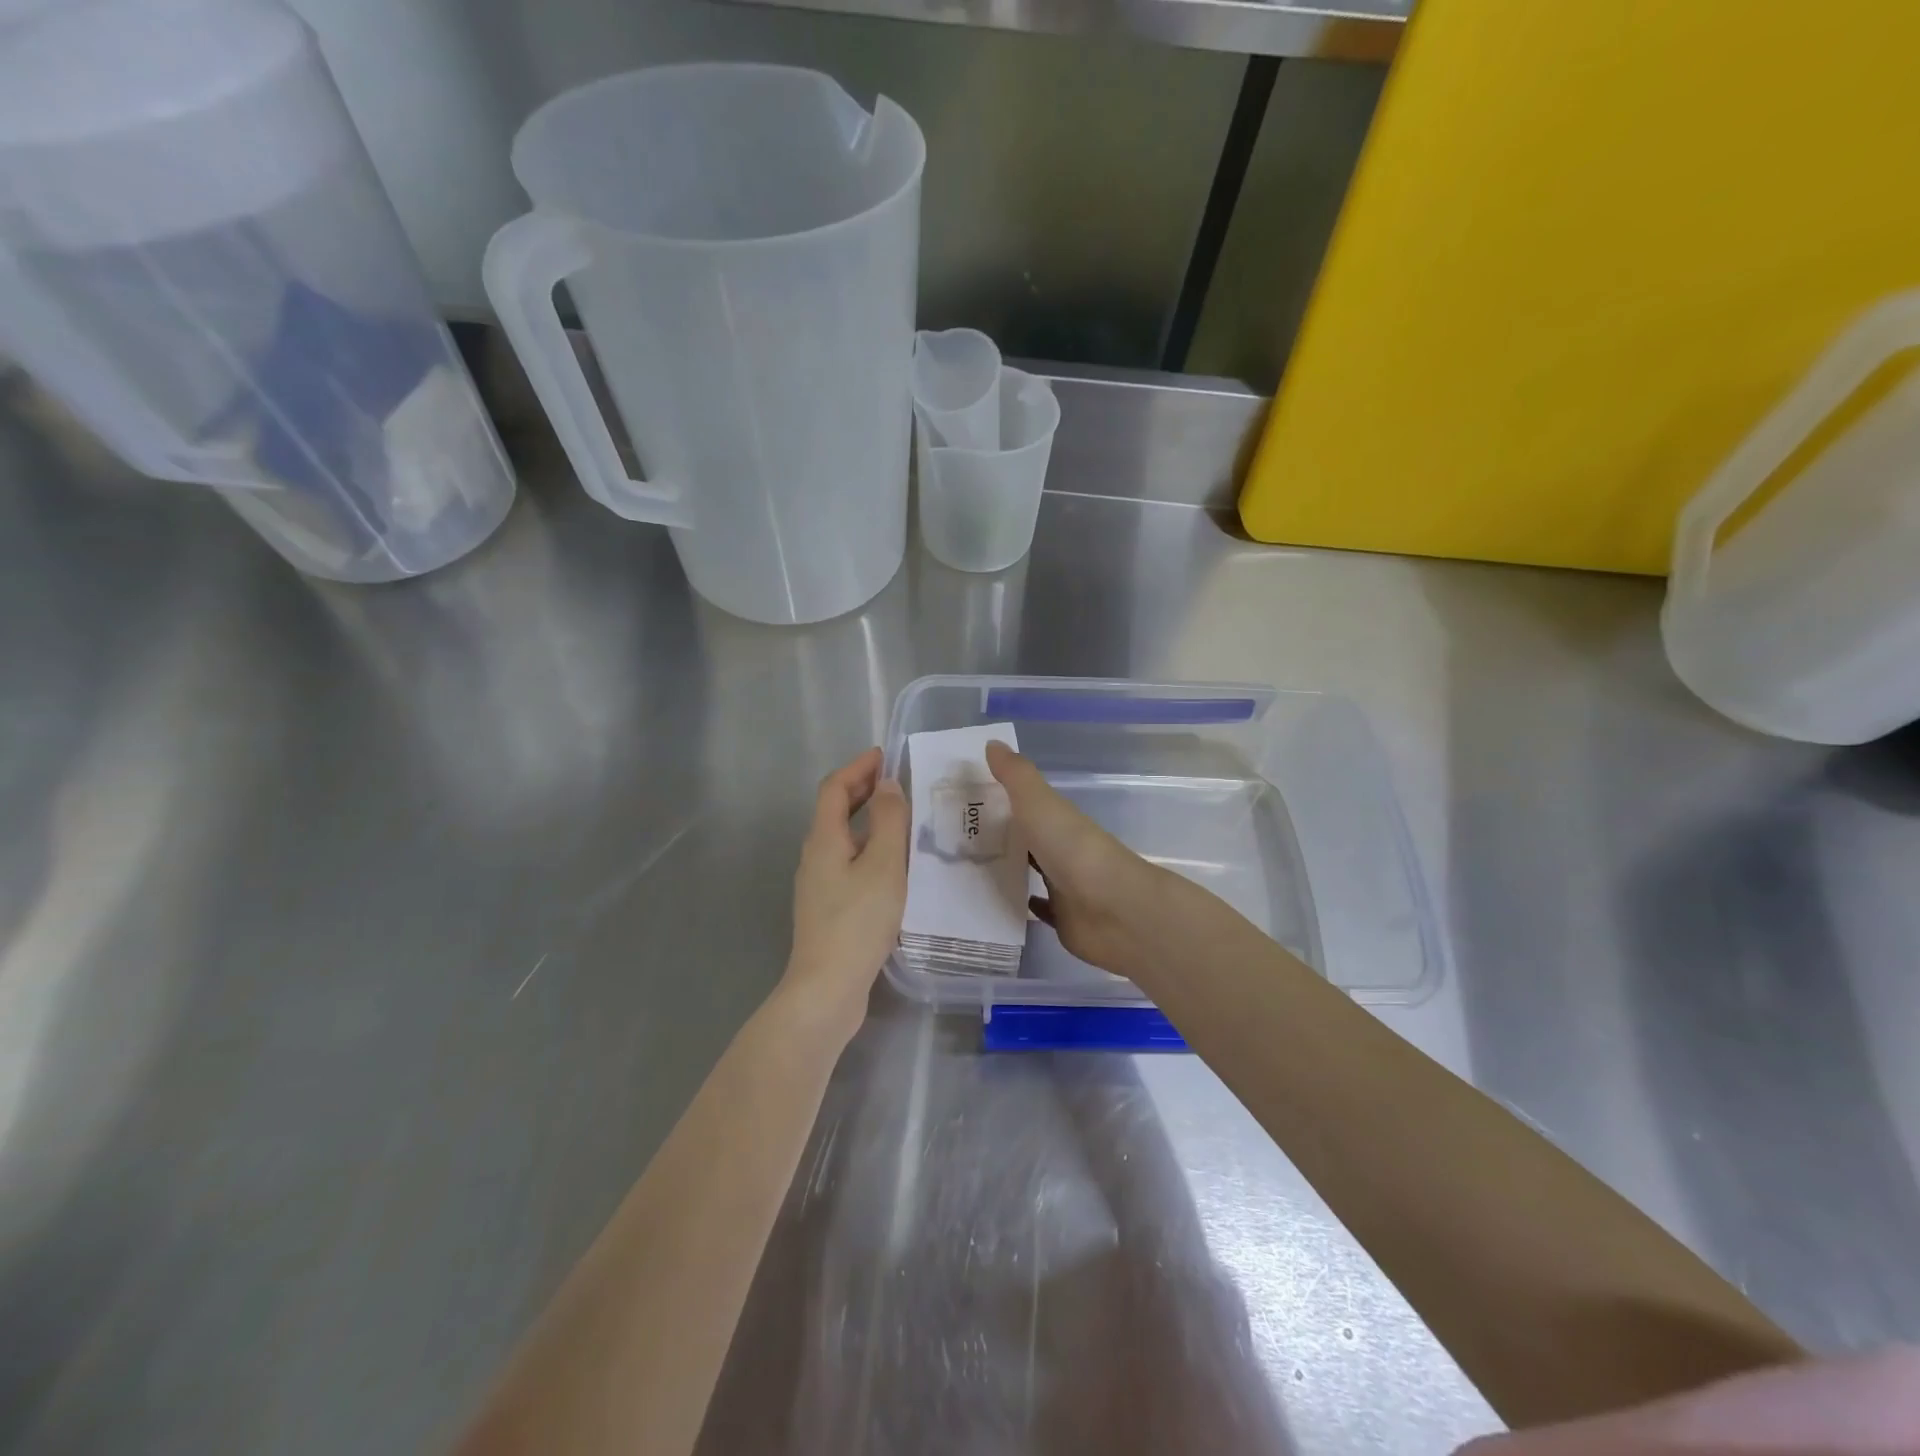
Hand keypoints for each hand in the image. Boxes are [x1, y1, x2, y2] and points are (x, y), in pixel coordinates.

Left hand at [779, 748, 908, 1040]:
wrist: (827, 988)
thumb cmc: (858, 921)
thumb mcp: (884, 865)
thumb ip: (889, 821)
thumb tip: (887, 785)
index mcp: (824, 839)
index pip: (834, 788)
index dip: (857, 767)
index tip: (883, 755)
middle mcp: (815, 856)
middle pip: (834, 811)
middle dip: (862, 790)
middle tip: (895, 782)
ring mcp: (818, 884)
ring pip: (842, 839)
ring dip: (868, 821)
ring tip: (903, 821)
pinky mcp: (827, 908)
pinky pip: (848, 863)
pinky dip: (869, 849)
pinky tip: (893, 866)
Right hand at [985, 740, 1165, 976]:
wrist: (1115, 910)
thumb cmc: (1073, 850)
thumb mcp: (1039, 804)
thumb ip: (1015, 776)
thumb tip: (992, 743)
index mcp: (1059, 821)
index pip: (1026, 806)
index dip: (999, 802)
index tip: (963, 803)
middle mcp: (1062, 850)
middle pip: (1027, 840)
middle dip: (998, 838)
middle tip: (953, 840)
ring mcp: (1065, 887)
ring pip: (1032, 873)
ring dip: (1008, 870)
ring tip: (964, 871)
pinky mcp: (1065, 920)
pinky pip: (1040, 910)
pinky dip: (1022, 904)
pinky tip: (997, 904)